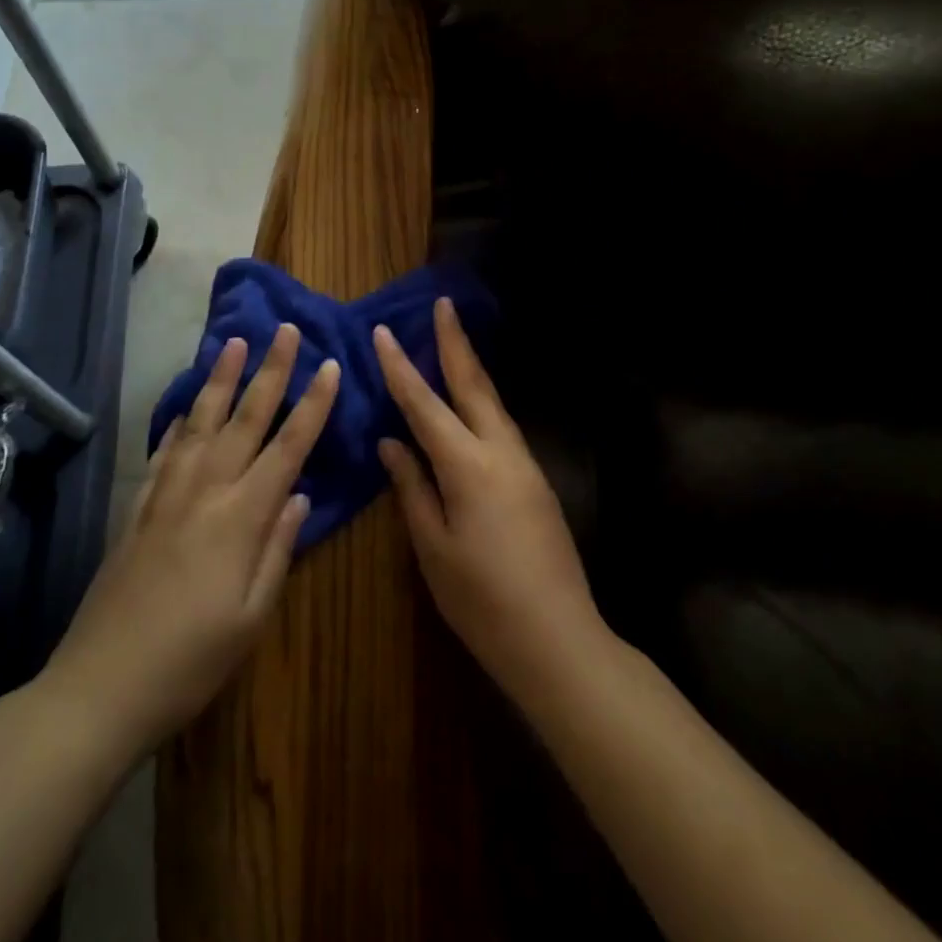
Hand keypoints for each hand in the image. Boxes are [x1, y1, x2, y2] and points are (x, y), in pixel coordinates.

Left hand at [36, 324, 337, 757]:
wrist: (98, 689)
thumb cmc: (190, 662)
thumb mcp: (251, 616)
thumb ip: (279, 550)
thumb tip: (298, 497)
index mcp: (241, 518)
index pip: (288, 448)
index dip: (313, 406)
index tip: (329, 366)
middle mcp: (205, 492)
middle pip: (244, 419)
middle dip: (270, 372)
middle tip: (285, 330)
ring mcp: (165, 497)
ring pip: (199, 423)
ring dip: (220, 380)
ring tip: (233, 344)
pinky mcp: (137, 511)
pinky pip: (164, 453)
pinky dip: (178, 424)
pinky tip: (184, 409)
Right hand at [373, 299, 604, 702]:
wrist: (557, 637)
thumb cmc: (481, 599)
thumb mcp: (433, 546)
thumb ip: (412, 487)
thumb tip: (391, 442)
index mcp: (467, 465)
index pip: (425, 404)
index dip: (401, 367)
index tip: (384, 332)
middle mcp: (500, 451)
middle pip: (473, 384)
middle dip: (455, 342)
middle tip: (444, 304)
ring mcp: (525, 463)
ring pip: (492, 402)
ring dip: (471, 368)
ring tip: (453, 342)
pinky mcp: (537, 480)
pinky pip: (502, 426)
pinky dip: (483, 401)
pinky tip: (473, 403)